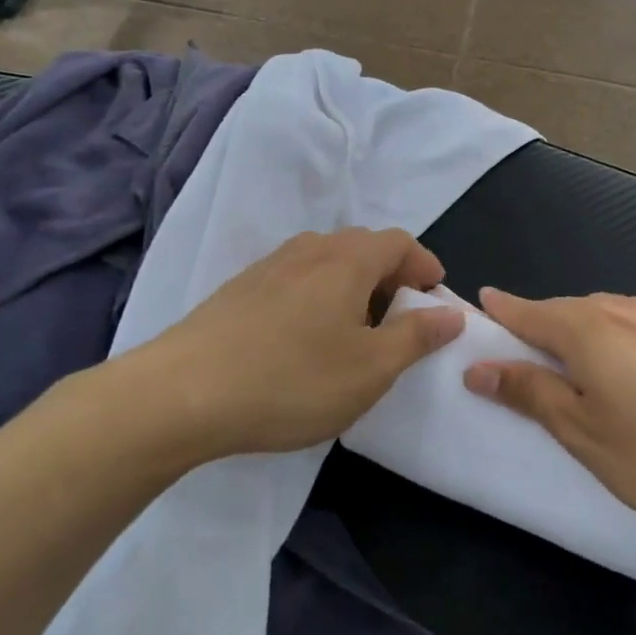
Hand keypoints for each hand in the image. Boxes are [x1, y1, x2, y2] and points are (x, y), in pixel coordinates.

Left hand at [129, 229, 464, 464]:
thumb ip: (416, 336)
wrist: (183, 393)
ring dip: (352, 285)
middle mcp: (309, 250)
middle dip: (390, 274)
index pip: (398, 241)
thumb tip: (452, 312)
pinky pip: (295, 279)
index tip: (436, 295)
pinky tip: (306, 337)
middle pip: (362, 246)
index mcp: (347, 260)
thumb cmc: (293, 380)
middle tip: (402, 316)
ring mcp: (268, 267)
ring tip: (356, 328)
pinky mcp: (239, 289)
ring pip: (325, 262)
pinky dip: (318, 296)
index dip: (424, 264)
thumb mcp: (370, 369)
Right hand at [462, 288, 635, 551]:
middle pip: (565, 312)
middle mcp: (625, 310)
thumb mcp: (587, 436)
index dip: (498, 313)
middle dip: (537, 329)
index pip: (526, 311)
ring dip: (579, 339)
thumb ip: (532, 395)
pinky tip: (633, 382)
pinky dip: (617, 347)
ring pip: (605, 320)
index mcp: (588, 329)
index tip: (475, 312)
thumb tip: (480, 366)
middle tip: (520, 361)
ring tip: (574, 376)